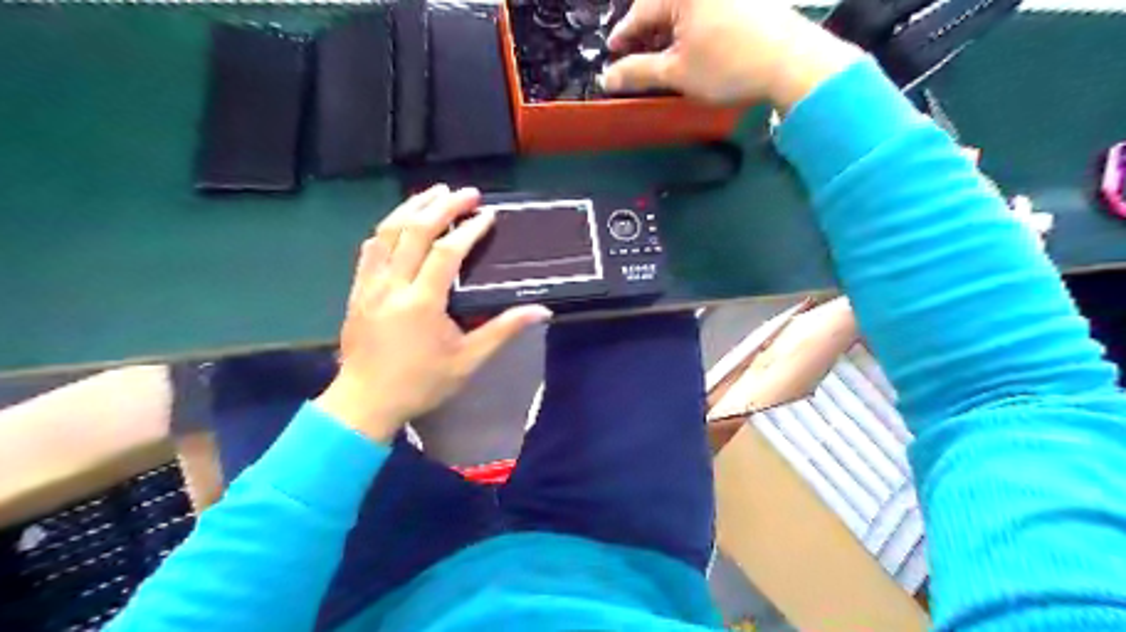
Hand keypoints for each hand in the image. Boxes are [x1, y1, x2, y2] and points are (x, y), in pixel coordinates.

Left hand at [314, 185, 551, 443]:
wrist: (365, 402)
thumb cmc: (421, 383)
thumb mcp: (468, 361)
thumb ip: (503, 331)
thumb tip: (541, 311)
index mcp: (422, 302)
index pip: (447, 252)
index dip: (469, 229)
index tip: (488, 214)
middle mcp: (393, 285)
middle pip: (415, 231)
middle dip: (442, 206)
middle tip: (466, 193)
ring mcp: (370, 285)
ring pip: (387, 232)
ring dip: (412, 207)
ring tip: (435, 193)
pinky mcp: (357, 290)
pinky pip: (370, 248)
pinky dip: (388, 228)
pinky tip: (400, 221)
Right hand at [607, 0, 863, 106]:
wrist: (791, 61)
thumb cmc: (727, 66)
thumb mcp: (676, 73)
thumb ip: (638, 73)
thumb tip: (606, 78)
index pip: (639, 12)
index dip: (623, 36)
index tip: (612, 53)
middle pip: (663, 6)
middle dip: (647, 31)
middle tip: (636, 56)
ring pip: (686, 8)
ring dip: (670, 30)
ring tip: (663, 55)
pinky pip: (707, 9)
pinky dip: (693, 26)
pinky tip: (693, 46)